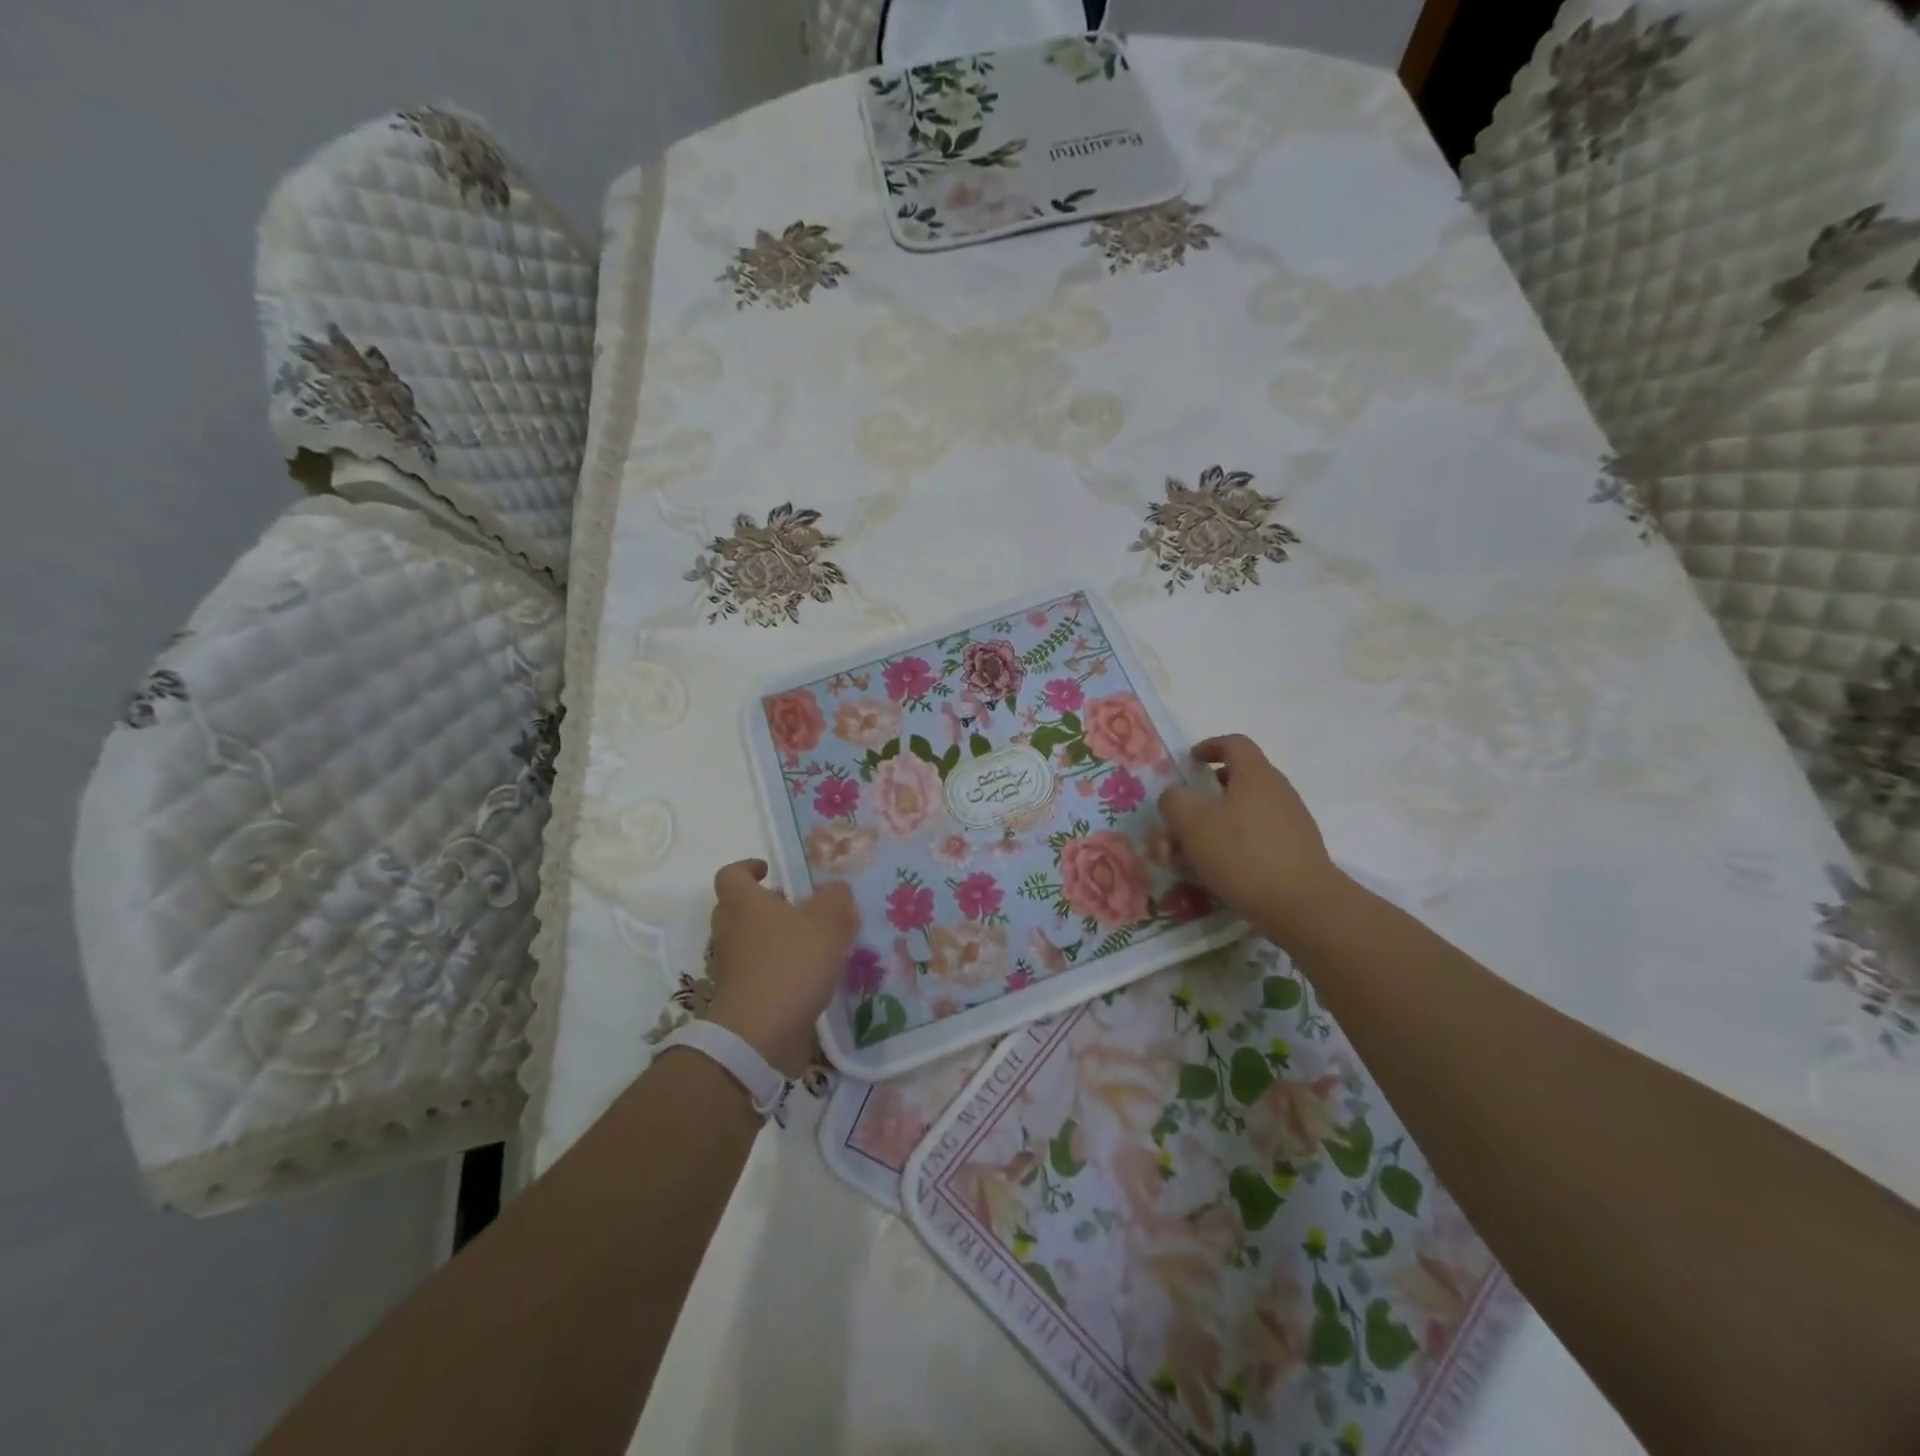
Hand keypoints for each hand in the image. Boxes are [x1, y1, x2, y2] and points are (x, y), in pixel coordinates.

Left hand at [704, 859, 857, 1077]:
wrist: (760, 1035)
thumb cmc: (791, 964)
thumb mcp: (828, 921)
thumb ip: (835, 898)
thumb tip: (834, 890)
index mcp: (744, 903)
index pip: (731, 874)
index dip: (748, 868)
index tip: (770, 871)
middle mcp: (731, 931)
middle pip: (739, 908)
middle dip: (767, 905)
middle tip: (799, 908)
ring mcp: (731, 968)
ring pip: (750, 942)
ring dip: (776, 940)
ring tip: (816, 944)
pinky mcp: (741, 998)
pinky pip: (759, 973)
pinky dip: (780, 970)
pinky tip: (812, 977)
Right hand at [1157, 734, 1344, 945]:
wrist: (1302, 905)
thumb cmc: (1242, 854)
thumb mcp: (1191, 823)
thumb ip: (1174, 801)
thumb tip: (1175, 797)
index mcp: (1255, 775)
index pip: (1234, 744)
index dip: (1209, 747)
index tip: (1190, 762)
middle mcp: (1277, 792)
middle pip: (1236, 782)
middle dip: (1203, 799)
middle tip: (1180, 819)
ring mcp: (1290, 823)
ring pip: (1242, 815)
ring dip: (1212, 828)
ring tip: (1186, 856)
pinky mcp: (1295, 853)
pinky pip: (1255, 839)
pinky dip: (1231, 847)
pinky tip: (1213, 874)